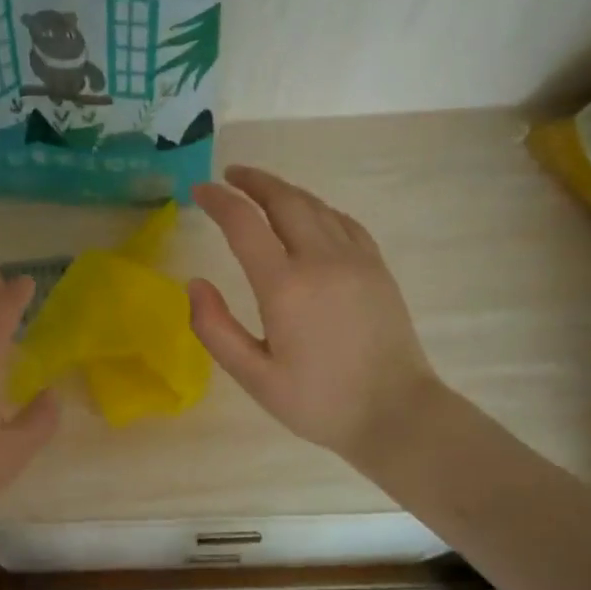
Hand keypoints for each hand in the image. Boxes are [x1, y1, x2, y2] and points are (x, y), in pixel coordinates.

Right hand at [189, 166, 445, 468]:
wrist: (396, 413)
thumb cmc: (318, 401)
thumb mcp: (254, 377)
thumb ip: (215, 329)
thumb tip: (194, 284)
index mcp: (285, 286)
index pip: (244, 223)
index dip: (218, 201)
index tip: (199, 192)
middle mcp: (322, 260)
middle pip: (284, 200)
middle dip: (253, 182)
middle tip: (229, 176)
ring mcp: (356, 259)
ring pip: (316, 206)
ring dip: (284, 191)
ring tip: (261, 189)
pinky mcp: (377, 267)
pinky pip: (343, 221)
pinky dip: (317, 208)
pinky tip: (309, 214)